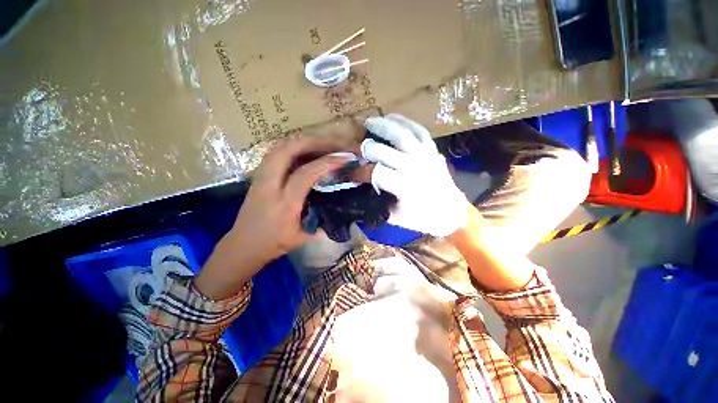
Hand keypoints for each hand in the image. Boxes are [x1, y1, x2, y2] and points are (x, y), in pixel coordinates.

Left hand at [195, 136, 351, 299]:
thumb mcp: (303, 237)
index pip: (305, 174)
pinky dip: (294, 145)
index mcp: (284, 203)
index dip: (327, 162)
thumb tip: (341, 208)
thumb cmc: (273, 244)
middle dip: (315, 141)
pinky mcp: (258, 175)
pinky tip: (305, 149)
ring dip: (304, 140)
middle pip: (288, 149)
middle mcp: (269, 184)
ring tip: (323, 143)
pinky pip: (276, 151)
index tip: (345, 158)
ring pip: (280, 146)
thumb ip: (322, 222)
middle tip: (335, 143)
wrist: (242, 245)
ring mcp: (260, 176)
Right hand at [360, 114, 468, 236]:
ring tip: (369, 121)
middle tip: (355, 147)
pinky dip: (405, 122)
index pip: (376, 173)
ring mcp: (426, 156)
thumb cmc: (422, 218)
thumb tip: (362, 190)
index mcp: (405, 187)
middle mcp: (415, 168)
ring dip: (383, 126)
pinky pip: (419, 131)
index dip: (360, 172)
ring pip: (402, 135)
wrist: (450, 212)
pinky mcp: (433, 150)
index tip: (351, 172)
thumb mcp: (395, 217)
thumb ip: (377, 203)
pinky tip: (392, 117)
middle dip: (366, 148)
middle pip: (384, 152)